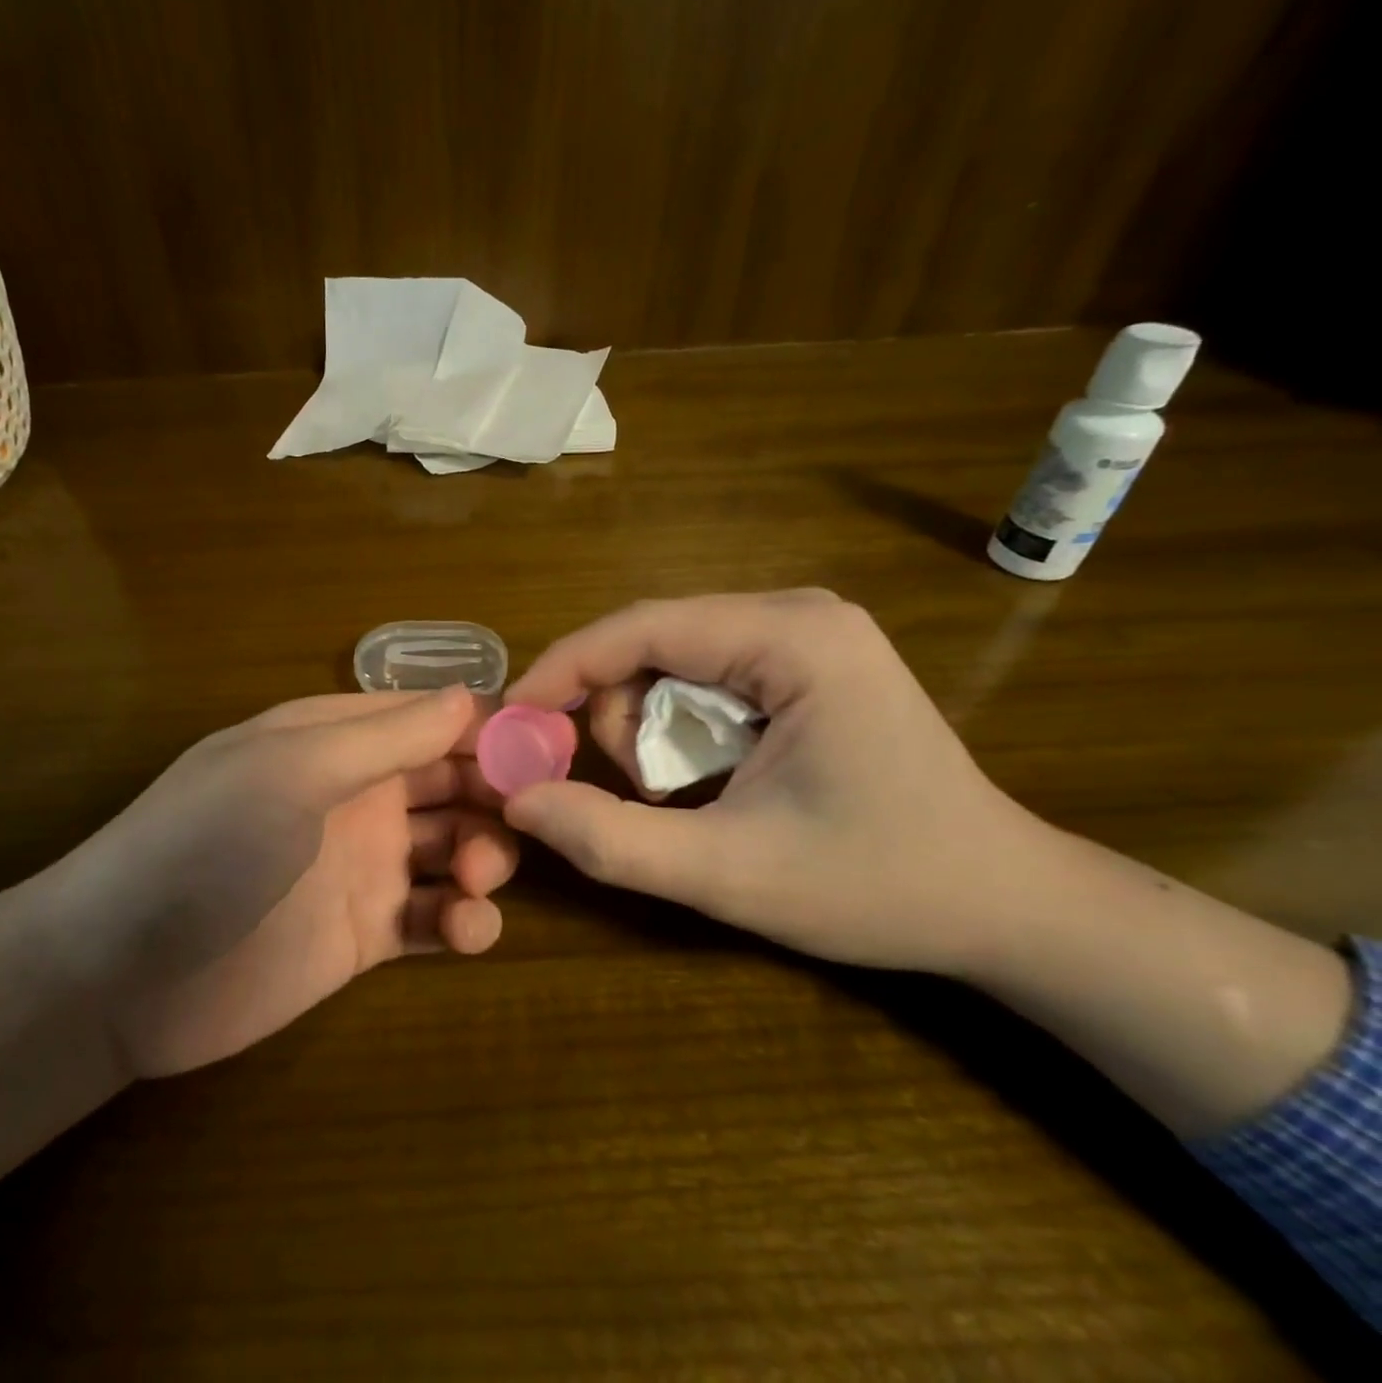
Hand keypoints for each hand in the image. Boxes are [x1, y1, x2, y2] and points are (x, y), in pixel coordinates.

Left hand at [36, 686, 512, 1076]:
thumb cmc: (206, 844)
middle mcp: (357, 795)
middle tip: (529, 819)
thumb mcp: (292, 771)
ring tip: (473, 879)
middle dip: (495, 795)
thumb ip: (384, 737)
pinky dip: (463, 922)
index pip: (431, 717)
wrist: (123, 973)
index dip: (490, 726)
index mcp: (337, 740)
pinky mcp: (365, 935)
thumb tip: (471, 698)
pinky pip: (433, 919)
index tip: (550, 745)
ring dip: (483, 858)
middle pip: (453, 781)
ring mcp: (363, 866)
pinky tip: (466, 931)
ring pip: (454, 849)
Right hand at [501, 591, 1053, 975]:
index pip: (642, 627)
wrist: (1003, 904)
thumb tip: (518, 801)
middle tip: (636, 790)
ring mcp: (807, 631)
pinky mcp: (806, 659)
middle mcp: (798, 612)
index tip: (512, 717)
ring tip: (680, 794)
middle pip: (653, 640)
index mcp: (793, 638)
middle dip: (618, 713)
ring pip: (672, 658)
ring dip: (649, 725)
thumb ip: (612, 839)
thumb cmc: (878, 886)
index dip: (564, 668)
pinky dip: (680, 724)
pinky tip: (708, 775)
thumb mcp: (729, 875)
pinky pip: (704, 674)